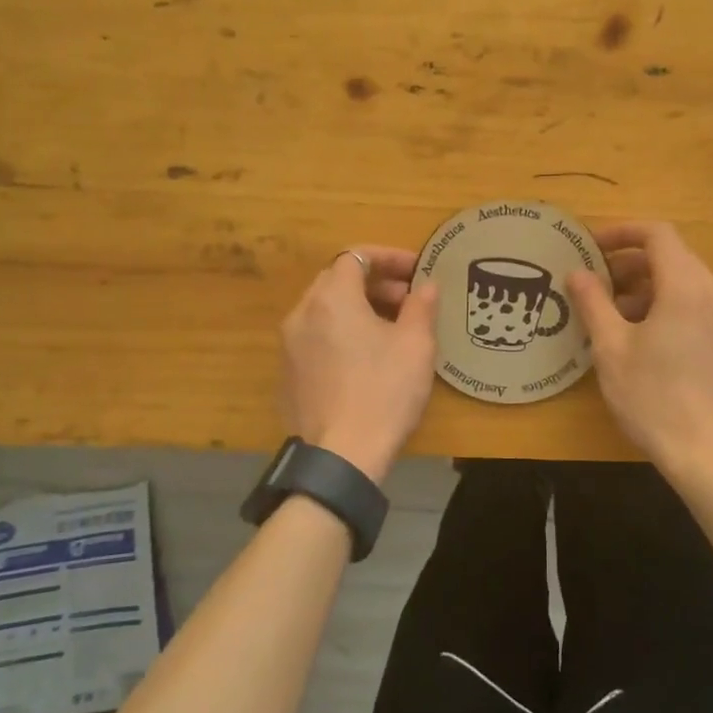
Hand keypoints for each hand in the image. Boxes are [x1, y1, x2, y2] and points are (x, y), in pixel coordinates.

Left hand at [279, 247, 439, 483]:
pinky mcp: (287, 374)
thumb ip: (421, 306)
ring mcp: (289, 346)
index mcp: (331, 299)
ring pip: (324, 310)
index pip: (355, 256)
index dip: (388, 257)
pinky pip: (315, 337)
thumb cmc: (384, 392)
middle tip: (408, 299)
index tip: (416, 270)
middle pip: (337, 280)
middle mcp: (302, 314)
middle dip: (375, 282)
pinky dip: (340, 333)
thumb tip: (425, 285)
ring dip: (358, 308)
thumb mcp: (416, 345)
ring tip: (390, 328)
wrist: (341, 456)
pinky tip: (365, 359)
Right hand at [568, 222, 712, 470]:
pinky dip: (667, 304)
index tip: (592, 247)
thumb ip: (593, 303)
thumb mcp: (611, 349)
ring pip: (685, 281)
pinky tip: (641, 336)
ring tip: (612, 314)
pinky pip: (696, 304)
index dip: (622, 232)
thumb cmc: (653, 398)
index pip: (658, 235)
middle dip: (630, 262)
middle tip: (595, 283)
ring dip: (647, 286)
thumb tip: (577, 273)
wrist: (708, 454)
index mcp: (686, 288)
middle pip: (673, 256)